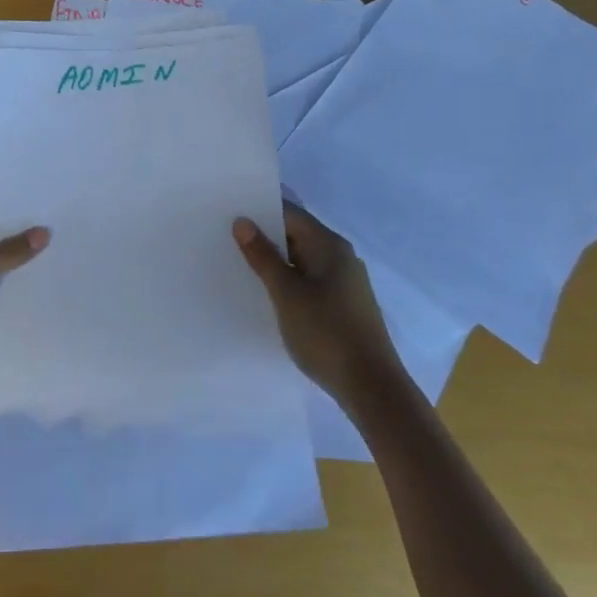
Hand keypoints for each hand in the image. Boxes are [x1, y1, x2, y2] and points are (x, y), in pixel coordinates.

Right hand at [234, 204, 403, 409]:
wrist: (371, 387)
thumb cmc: (326, 333)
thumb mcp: (287, 293)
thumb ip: (263, 256)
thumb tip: (243, 221)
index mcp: (329, 245)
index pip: (290, 213)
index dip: (260, 209)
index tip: (229, 210)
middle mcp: (340, 257)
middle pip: (297, 234)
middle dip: (264, 235)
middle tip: (225, 236)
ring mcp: (344, 282)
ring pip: (302, 259)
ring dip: (275, 260)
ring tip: (238, 262)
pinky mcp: (342, 305)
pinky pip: (309, 280)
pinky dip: (288, 280)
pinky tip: (266, 292)